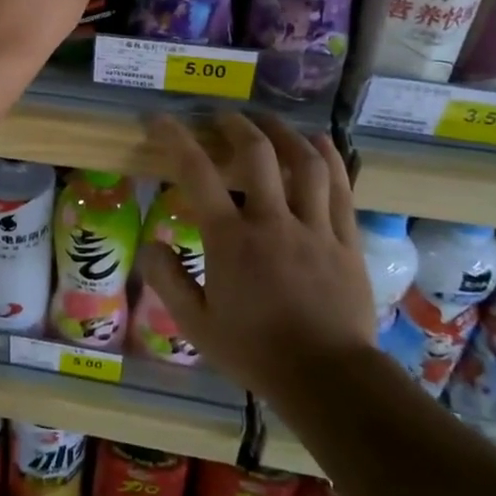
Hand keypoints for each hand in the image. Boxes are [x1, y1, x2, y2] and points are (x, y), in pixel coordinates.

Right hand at [138, 112, 376, 396]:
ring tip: (269, 121)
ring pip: (304, 163)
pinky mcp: (345, 240)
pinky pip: (341, 189)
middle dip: (236, 125)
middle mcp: (272, 221)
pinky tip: (319, 143)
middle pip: (257, 154)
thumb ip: (168, 281)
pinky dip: (329, 158)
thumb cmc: (256, 352)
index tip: (160, 119)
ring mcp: (314, 228)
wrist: (328, 379)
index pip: (197, 173)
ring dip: (284, 133)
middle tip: (223, 117)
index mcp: (230, 239)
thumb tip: (149, 245)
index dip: (175, 139)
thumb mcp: (196, 325)